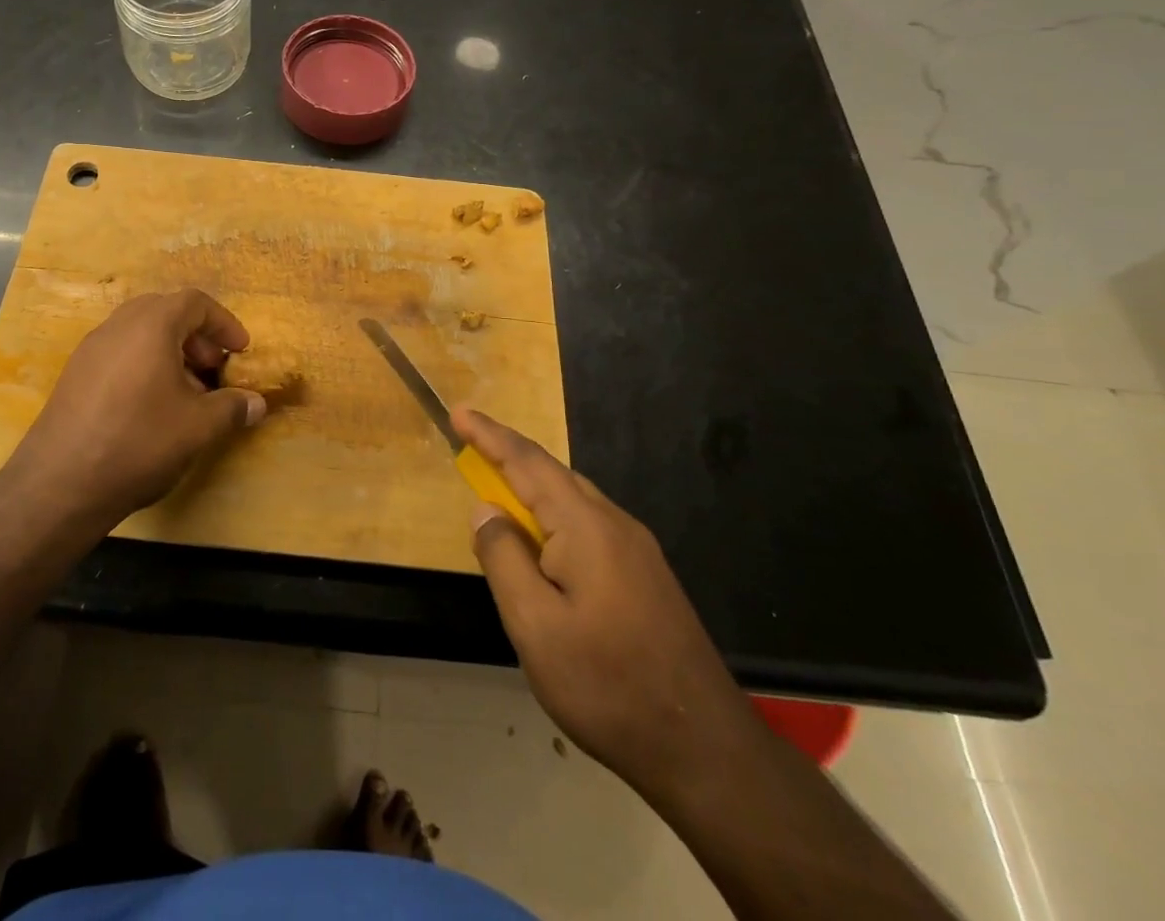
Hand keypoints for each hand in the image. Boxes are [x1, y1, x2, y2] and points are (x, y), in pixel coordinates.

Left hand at [7, 289, 265, 527]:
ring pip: (139, 333)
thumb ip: (232, 408)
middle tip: (213, 368)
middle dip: (196, 336)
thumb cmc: (139, 441)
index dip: (224, 323)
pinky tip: (151, 406)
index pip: (195, 302)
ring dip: (170, 351)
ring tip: (186, 391)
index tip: (241, 352)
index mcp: (151, 325)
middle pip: (165, 311)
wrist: (59, 484)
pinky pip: (119, 353)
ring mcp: (90, 349)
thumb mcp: (198, 427)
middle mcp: (118, 325)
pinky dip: (144, 365)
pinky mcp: (74, 375)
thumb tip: (257, 403)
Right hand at [458, 408, 757, 798]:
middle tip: (469, 446)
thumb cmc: (608, 686)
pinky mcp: (647, 576)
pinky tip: (542, 544)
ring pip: (573, 500)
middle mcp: (615, 524)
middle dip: (508, 456)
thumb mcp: (535, 627)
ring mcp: (637, 550)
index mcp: (586, 527)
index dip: (489, 435)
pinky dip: (553, 516)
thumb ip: (503, 558)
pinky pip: (588, 525)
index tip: (458, 412)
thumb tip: (486, 510)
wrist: (706, 751)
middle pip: (553, 474)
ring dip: (531, 487)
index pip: (527, 463)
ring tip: (497, 491)